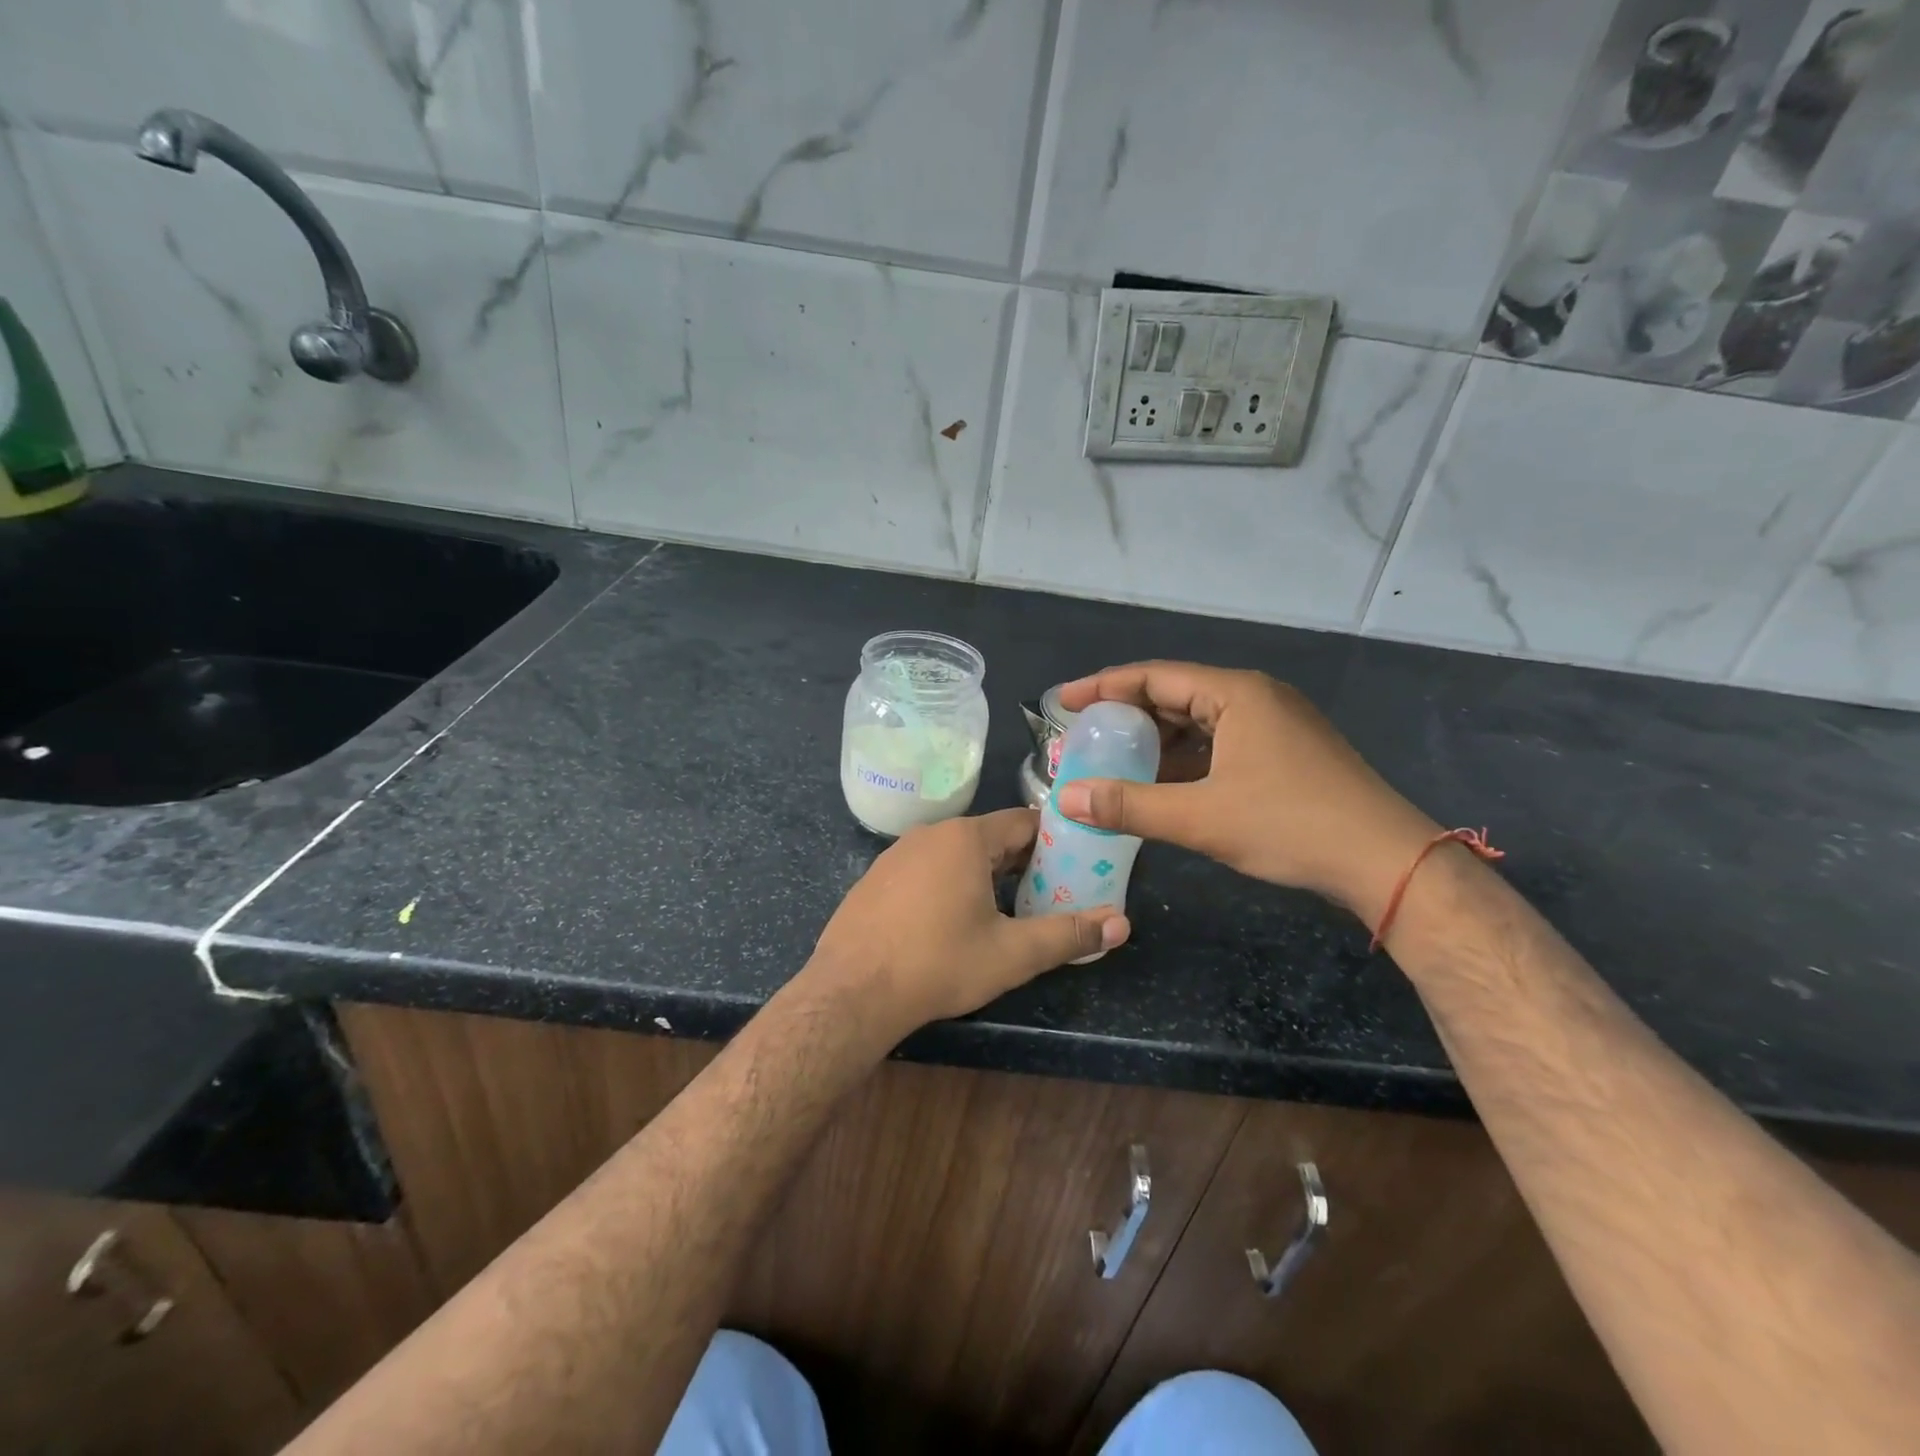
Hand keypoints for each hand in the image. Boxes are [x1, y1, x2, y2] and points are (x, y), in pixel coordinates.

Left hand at [807, 809, 1129, 1038]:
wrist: (852, 992)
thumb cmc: (939, 964)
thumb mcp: (1012, 954)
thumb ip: (1069, 934)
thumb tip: (1121, 924)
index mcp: (966, 838)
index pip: (1023, 823)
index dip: (1054, 842)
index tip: (1076, 866)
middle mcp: (930, 834)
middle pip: (990, 838)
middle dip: (1022, 862)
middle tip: (1048, 893)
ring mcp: (897, 854)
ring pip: (955, 854)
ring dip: (985, 874)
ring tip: (1006, 910)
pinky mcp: (875, 878)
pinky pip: (925, 869)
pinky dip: (948, 884)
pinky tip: (950, 921)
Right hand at [1055, 662, 1439, 923]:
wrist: (1385, 861)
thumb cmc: (1290, 825)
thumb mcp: (1200, 817)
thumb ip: (1129, 806)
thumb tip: (1066, 799)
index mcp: (1236, 693)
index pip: (1154, 677)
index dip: (1103, 687)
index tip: (1063, 702)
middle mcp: (1256, 697)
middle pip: (1176, 694)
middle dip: (1128, 715)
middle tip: (1085, 735)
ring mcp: (1276, 724)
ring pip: (1200, 721)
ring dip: (1157, 740)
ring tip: (1116, 760)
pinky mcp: (1286, 752)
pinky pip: (1221, 742)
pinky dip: (1186, 758)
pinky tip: (1164, 783)